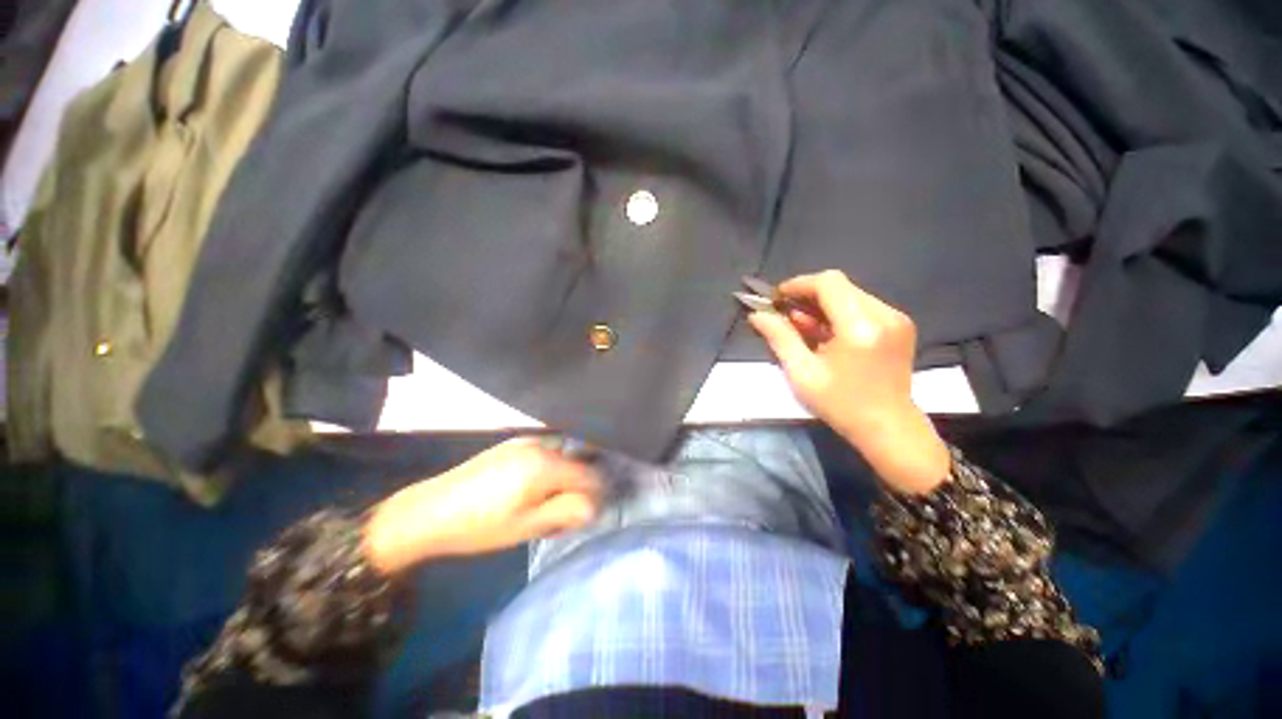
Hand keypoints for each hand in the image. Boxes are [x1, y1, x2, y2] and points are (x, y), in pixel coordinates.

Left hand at [363, 438, 601, 572]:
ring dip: (565, 476)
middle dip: (580, 485)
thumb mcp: (528, 526)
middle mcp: (540, 445)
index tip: (591, 511)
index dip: (595, 493)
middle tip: (568, 511)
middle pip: (577, 462)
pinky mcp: (512, 444)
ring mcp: (525, 441)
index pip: (588, 474)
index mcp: (546, 464)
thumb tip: (594, 504)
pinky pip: (545, 451)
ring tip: (549, 502)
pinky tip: (534, 488)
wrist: (429, 512)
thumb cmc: (481, 525)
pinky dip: (550, 467)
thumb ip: (566, 511)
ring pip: (561, 456)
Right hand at [748, 270, 950, 493]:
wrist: (888, 427)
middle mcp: (884, 315)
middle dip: (807, 296)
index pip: (829, 283)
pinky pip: (862, 306)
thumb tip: (757, 315)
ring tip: (803, 328)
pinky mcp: (899, 325)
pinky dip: (838, 313)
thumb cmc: (840, 404)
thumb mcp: (802, 373)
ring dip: (822, 305)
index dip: (799, 284)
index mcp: (860, 327)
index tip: (777, 298)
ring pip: (850, 294)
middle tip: (785, 315)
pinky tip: (826, 333)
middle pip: (839, 286)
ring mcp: (896, 319)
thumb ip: (780, 338)